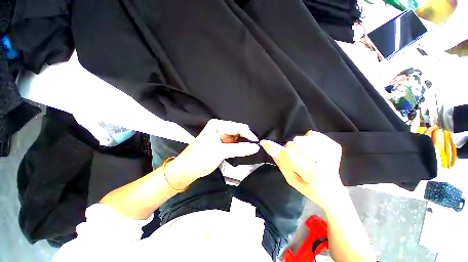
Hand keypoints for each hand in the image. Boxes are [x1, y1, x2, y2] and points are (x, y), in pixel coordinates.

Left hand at [165, 119, 259, 188]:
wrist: (188, 169)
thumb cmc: (201, 158)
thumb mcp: (221, 152)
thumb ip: (239, 149)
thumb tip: (256, 147)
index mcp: (218, 125)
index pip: (238, 127)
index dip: (248, 135)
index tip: (257, 143)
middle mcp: (220, 128)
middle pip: (238, 131)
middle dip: (246, 139)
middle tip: (255, 148)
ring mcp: (221, 136)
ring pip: (237, 138)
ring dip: (243, 144)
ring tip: (251, 150)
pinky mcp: (222, 143)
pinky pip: (234, 144)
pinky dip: (239, 148)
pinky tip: (244, 151)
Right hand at [260, 131, 344, 208]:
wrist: (333, 191)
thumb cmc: (309, 188)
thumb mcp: (291, 179)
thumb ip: (280, 162)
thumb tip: (268, 146)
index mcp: (312, 173)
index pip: (288, 155)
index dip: (275, 148)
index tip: (264, 142)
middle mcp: (323, 161)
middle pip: (293, 144)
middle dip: (289, 150)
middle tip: (296, 160)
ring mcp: (330, 152)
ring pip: (301, 138)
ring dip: (298, 145)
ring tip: (305, 156)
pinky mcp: (334, 146)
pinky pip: (312, 134)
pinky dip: (308, 140)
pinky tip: (313, 150)